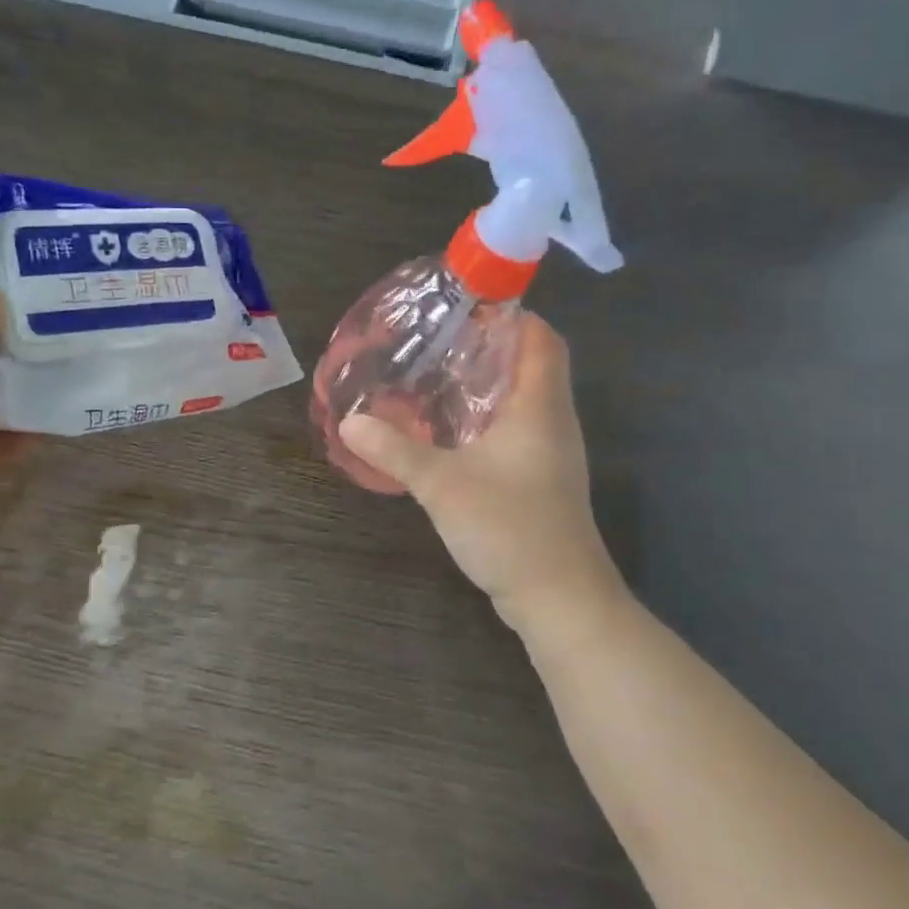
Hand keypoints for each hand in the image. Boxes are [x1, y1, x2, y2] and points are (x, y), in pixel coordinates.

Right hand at [339, 312, 620, 623]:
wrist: (558, 599)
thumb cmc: (510, 529)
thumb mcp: (443, 485)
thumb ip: (395, 450)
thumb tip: (349, 420)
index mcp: (539, 407)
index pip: (541, 338)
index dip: (510, 315)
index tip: (464, 308)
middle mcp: (552, 422)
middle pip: (529, 364)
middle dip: (485, 347)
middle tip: (433, 342)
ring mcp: (548, 454)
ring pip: (519, 400)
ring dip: (482, 385)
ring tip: (431, 379)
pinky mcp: (538, 480)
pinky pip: (512, 431)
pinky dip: (482, 420)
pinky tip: (445, 433)